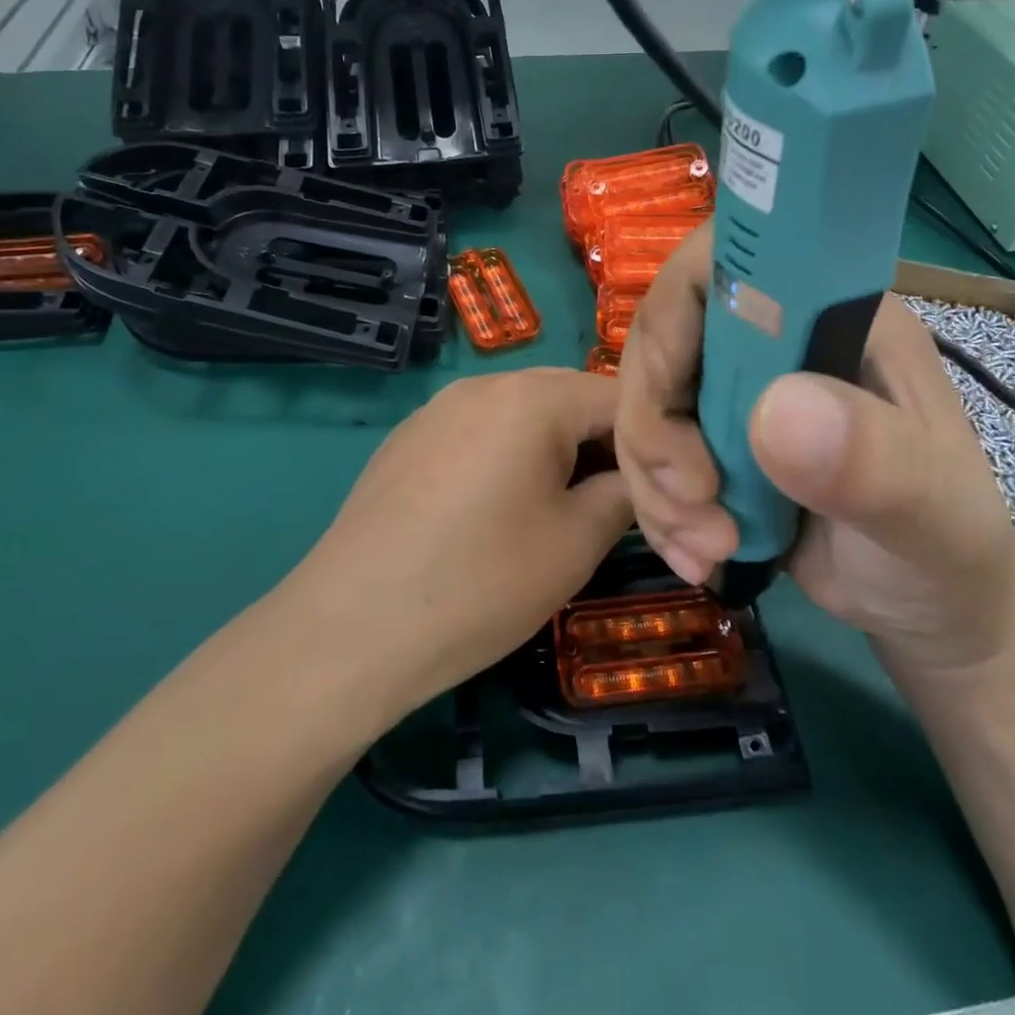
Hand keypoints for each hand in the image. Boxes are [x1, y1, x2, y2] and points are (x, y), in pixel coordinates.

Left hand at [296, 369, 632, 717]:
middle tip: (616, 503)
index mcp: (532, 397)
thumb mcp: (576, 543)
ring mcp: (437, 410)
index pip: (620, 397)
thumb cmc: (479, 583)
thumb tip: (637, 480)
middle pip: (568, 398)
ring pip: (522, 415)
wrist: (350, 630)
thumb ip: (625, 495)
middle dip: (603, 444)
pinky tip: (497, 513)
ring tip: (560, 510)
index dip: (652, 443)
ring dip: (555, 450)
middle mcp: (482, 384)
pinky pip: (479, 432)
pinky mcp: (407, 440)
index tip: (663, 490)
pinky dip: (508, 458)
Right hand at [617, 227, 1014, 675]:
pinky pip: (651, 456)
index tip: (671, 398)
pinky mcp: (714, 444)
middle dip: (656, 426)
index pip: (729, 261)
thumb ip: (873, 459)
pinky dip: (659, 511)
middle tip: (694, 500)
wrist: (928, 608)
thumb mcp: (931, 510)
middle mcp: (775, 339)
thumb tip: (777, 411)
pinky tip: (700, 557)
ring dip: (656, 482)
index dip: (677, 309)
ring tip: (710, 547)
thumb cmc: (948, 546)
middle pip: (663, 337)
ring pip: (646, 402)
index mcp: (831, 315)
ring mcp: (739, 391)